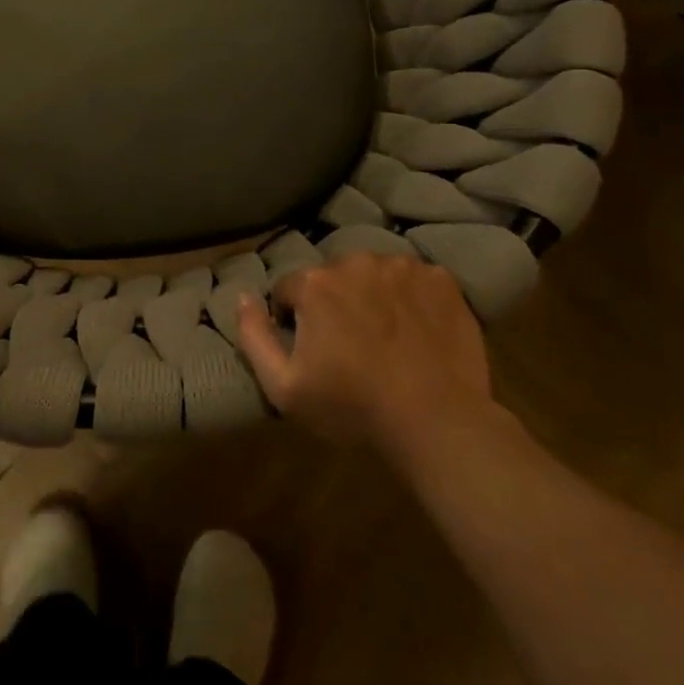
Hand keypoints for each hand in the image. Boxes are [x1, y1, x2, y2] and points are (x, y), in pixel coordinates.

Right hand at [233, 254, 503, 466]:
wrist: (438, 422)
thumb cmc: (354, 407)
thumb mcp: (284, 388)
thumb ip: (253, 337)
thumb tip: (242, 297)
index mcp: (315, 283)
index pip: (289, 289)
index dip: (293, 320)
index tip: (311, 350)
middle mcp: (355, 262)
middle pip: (332, 277)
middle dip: (334, 303)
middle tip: (350, 345)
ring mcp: (402, 267)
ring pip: (373, 275)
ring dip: (372, 296)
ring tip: (386, 338)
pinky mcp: (440, 279)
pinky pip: (414, 280)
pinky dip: (411, 298)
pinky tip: (417, 331)